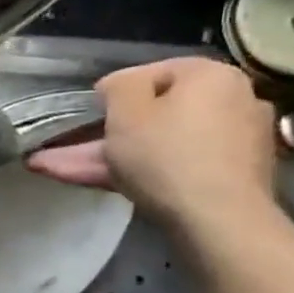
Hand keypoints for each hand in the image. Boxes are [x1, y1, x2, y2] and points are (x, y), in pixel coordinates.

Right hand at [26, 58, 277, 236]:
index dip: (112, 93)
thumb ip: (118, 85)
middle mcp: (232, 99)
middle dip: (104, 133)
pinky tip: (104, 182)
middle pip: (155, 114)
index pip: (152, 73)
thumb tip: (119, 86)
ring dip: (110, 156)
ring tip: (58, 169)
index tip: (87, 115)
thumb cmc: (165, 153)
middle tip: (65, 147)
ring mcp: (234, 141)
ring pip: (159, 143)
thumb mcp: (125, 109)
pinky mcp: (230, 176)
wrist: (218, 219)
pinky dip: (141, 171)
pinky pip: (177, 164)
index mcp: (211, 75)